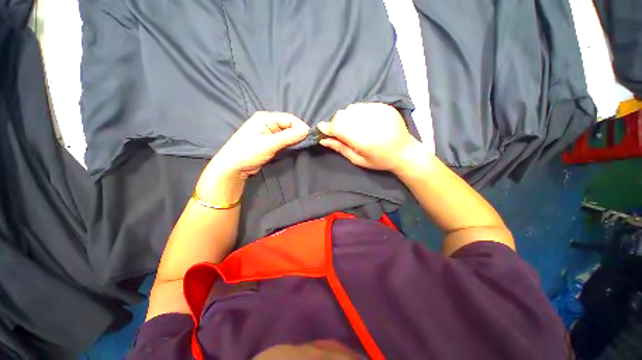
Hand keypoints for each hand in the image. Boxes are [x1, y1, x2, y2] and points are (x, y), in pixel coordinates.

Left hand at [210, 111, 309, 178]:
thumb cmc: (248, 152)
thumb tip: (306, 131)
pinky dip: (289, 143)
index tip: (309, 136)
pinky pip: (283, 140)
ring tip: (301, 145)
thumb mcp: (269, 144)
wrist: (233, 167)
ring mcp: (268, 133)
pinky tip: (293, 148)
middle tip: (306, 142)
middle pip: (288, 125)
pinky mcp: (269, 143)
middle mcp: (267, 123)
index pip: (288, 118)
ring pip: (286, 133)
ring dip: (294, 139)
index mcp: (265, 118)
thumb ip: (288, 137)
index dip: (299, 126)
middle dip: (297, 133)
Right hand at [317, 103, 423, 172]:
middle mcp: (370, 123)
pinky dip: (356, 112)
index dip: (327, 128)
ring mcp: (378, 112)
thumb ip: (340, 148)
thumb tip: (323, 140)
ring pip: (350, 108)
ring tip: (351, 127)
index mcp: (364, 140)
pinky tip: (361, 121)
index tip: (321, 129)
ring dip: (346, 117)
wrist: (405, 152)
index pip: (338, 128)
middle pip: (342, 115)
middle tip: (338, 132)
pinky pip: (362, 105)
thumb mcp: (358, 160)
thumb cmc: (380, 161)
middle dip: (336, 123)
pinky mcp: (384, 106)